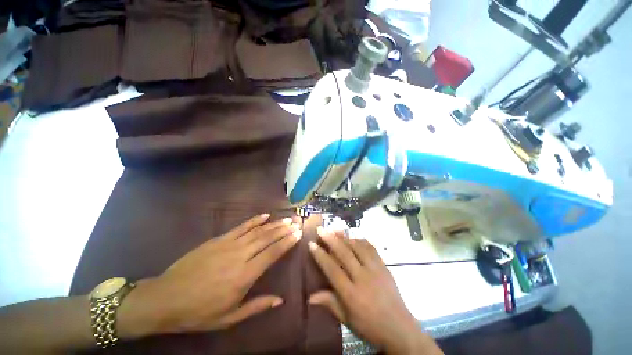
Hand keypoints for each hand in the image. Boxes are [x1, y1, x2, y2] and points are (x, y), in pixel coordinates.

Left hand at [119, 214, 301, 336]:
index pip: (272, 253)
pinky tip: (265, 215)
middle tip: (296, 222)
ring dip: (274, 224)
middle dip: (284, 230)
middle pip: (267, 238)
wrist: (165, 298)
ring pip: (257, 231)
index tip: (298, 234)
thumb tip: (280, 300)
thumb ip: (257, 306)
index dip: (287, 242)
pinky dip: (254, 220)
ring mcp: (228, 245)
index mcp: (244, 276)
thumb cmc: (198, 312)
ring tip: (286, 219)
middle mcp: (240, 256)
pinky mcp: (218, 239)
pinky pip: (241, 227)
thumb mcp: (229, 318)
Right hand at [308, 228, 441, 354]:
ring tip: (335, 230)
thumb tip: (310, 297)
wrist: (399, 328)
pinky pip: (371, 248)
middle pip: (344, 253)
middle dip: (330, 239)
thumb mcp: (347, 320)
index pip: (332, 269)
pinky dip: (361, 240)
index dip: (320, 255)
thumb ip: (330, 304)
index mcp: (351, 294)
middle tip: (321, 230)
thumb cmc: (370, 326)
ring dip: (345, 237)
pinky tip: (354, 237)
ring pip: (357, 247)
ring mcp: (375, 270)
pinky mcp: (384, 266)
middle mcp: (363, 278)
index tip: (312, 244)